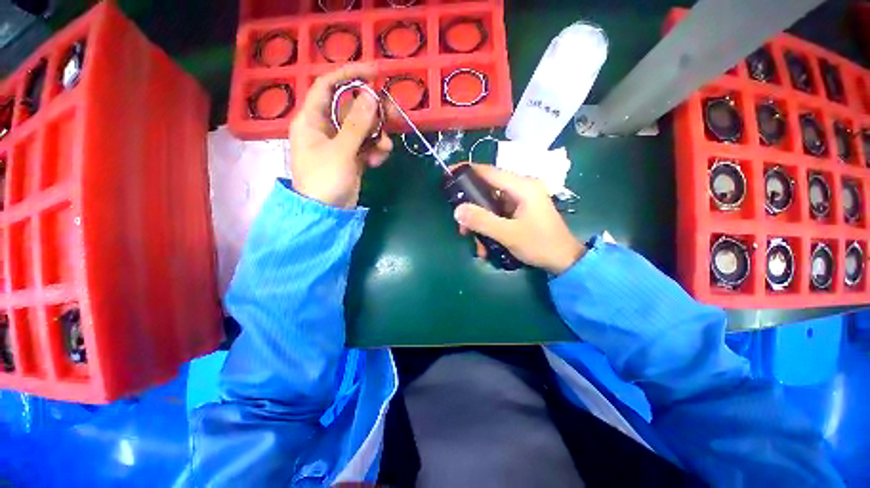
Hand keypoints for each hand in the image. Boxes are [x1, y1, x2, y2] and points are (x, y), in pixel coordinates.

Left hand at [289, 64, 392, 208]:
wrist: (327, 213)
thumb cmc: (325, 180)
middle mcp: (324, 127)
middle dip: (372, 112)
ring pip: (362, 128)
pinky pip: (366, 145)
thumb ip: (357, 124)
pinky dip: (375, 150)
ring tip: (385, 147)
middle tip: (393, 114)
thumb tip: (370, 96)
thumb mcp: (342, 151)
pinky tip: (378, 160)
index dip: (349, 74)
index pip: (328, 86)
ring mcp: (339, 144)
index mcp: (311, 119)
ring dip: (377, 135)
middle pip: (350, 108)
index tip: (374, 72)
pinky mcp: (351, 158)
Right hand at [453, 163, 583, 274]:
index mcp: (522, 186)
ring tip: (476, 243)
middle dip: (472, 209)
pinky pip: (497, 214)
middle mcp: (521, 188)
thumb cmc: (540, 245)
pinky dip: (489, 227)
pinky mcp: (519, 211)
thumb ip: (482, 221)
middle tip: (462, 227)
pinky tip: (486, 245)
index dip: (467, 171)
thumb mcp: (509, 234)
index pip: (489, 172)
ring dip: (480, 223)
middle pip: (487, 190)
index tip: (448, 175)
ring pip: (490, 205)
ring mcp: (520, 200)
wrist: (564, 261)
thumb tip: (458, 210)